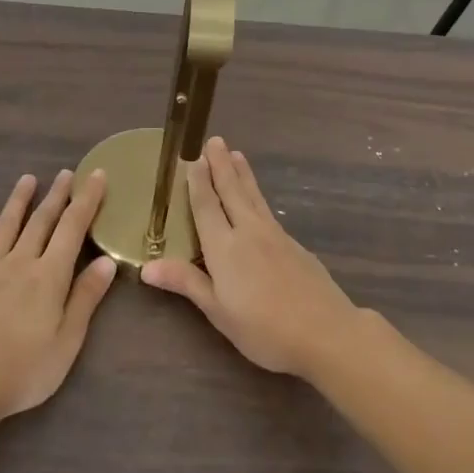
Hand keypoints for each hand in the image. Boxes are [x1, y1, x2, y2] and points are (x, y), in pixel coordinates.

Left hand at [0, 169, 117, 424]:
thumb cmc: (24, 370)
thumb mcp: (68, 341)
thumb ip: (86, 297)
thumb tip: (106, 260)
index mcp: (49, 276)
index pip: (72, 228)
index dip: (86, 200)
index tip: (96, 174)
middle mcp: (19, 262)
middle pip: (41, 221)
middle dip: (56, 195)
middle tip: (65, 173)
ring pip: (5, 226)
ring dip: (18, 201)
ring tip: (27, 179)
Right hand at [141, 137, 357, 380]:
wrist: (326, 332)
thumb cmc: (265, 329)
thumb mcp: (219, 312)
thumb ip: (186, 283)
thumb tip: (146, 266)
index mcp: (224, 247)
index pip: (206, 206)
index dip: (198, 182)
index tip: (192, 157)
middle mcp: (249, 232)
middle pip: (232, 191)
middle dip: (221, 165)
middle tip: (214, 140)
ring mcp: (275, 236)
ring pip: (253, 197)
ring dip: (242, 174)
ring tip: (236, 154)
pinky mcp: (294, 245)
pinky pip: (268, 210)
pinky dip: (257, 194)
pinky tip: (257, 200)